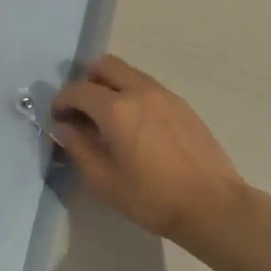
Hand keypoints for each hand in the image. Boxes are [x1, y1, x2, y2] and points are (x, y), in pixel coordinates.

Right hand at [51, 55, 249, 243]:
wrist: (212, 205)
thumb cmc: (153, 198)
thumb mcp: (104, 181)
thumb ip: (78, 148)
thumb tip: (64, 127)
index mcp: (116, 109)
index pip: (78, 90)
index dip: (61, 101)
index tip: (58, 119)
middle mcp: (139, 91)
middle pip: (104, 65)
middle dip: (86, 82)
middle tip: (83, 111)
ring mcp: (164, 94)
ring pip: (128, 72)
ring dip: (110, 86)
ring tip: (109, 120)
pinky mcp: (181, 104)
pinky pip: (147, 86)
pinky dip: (132, 94)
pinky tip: (136, 126)